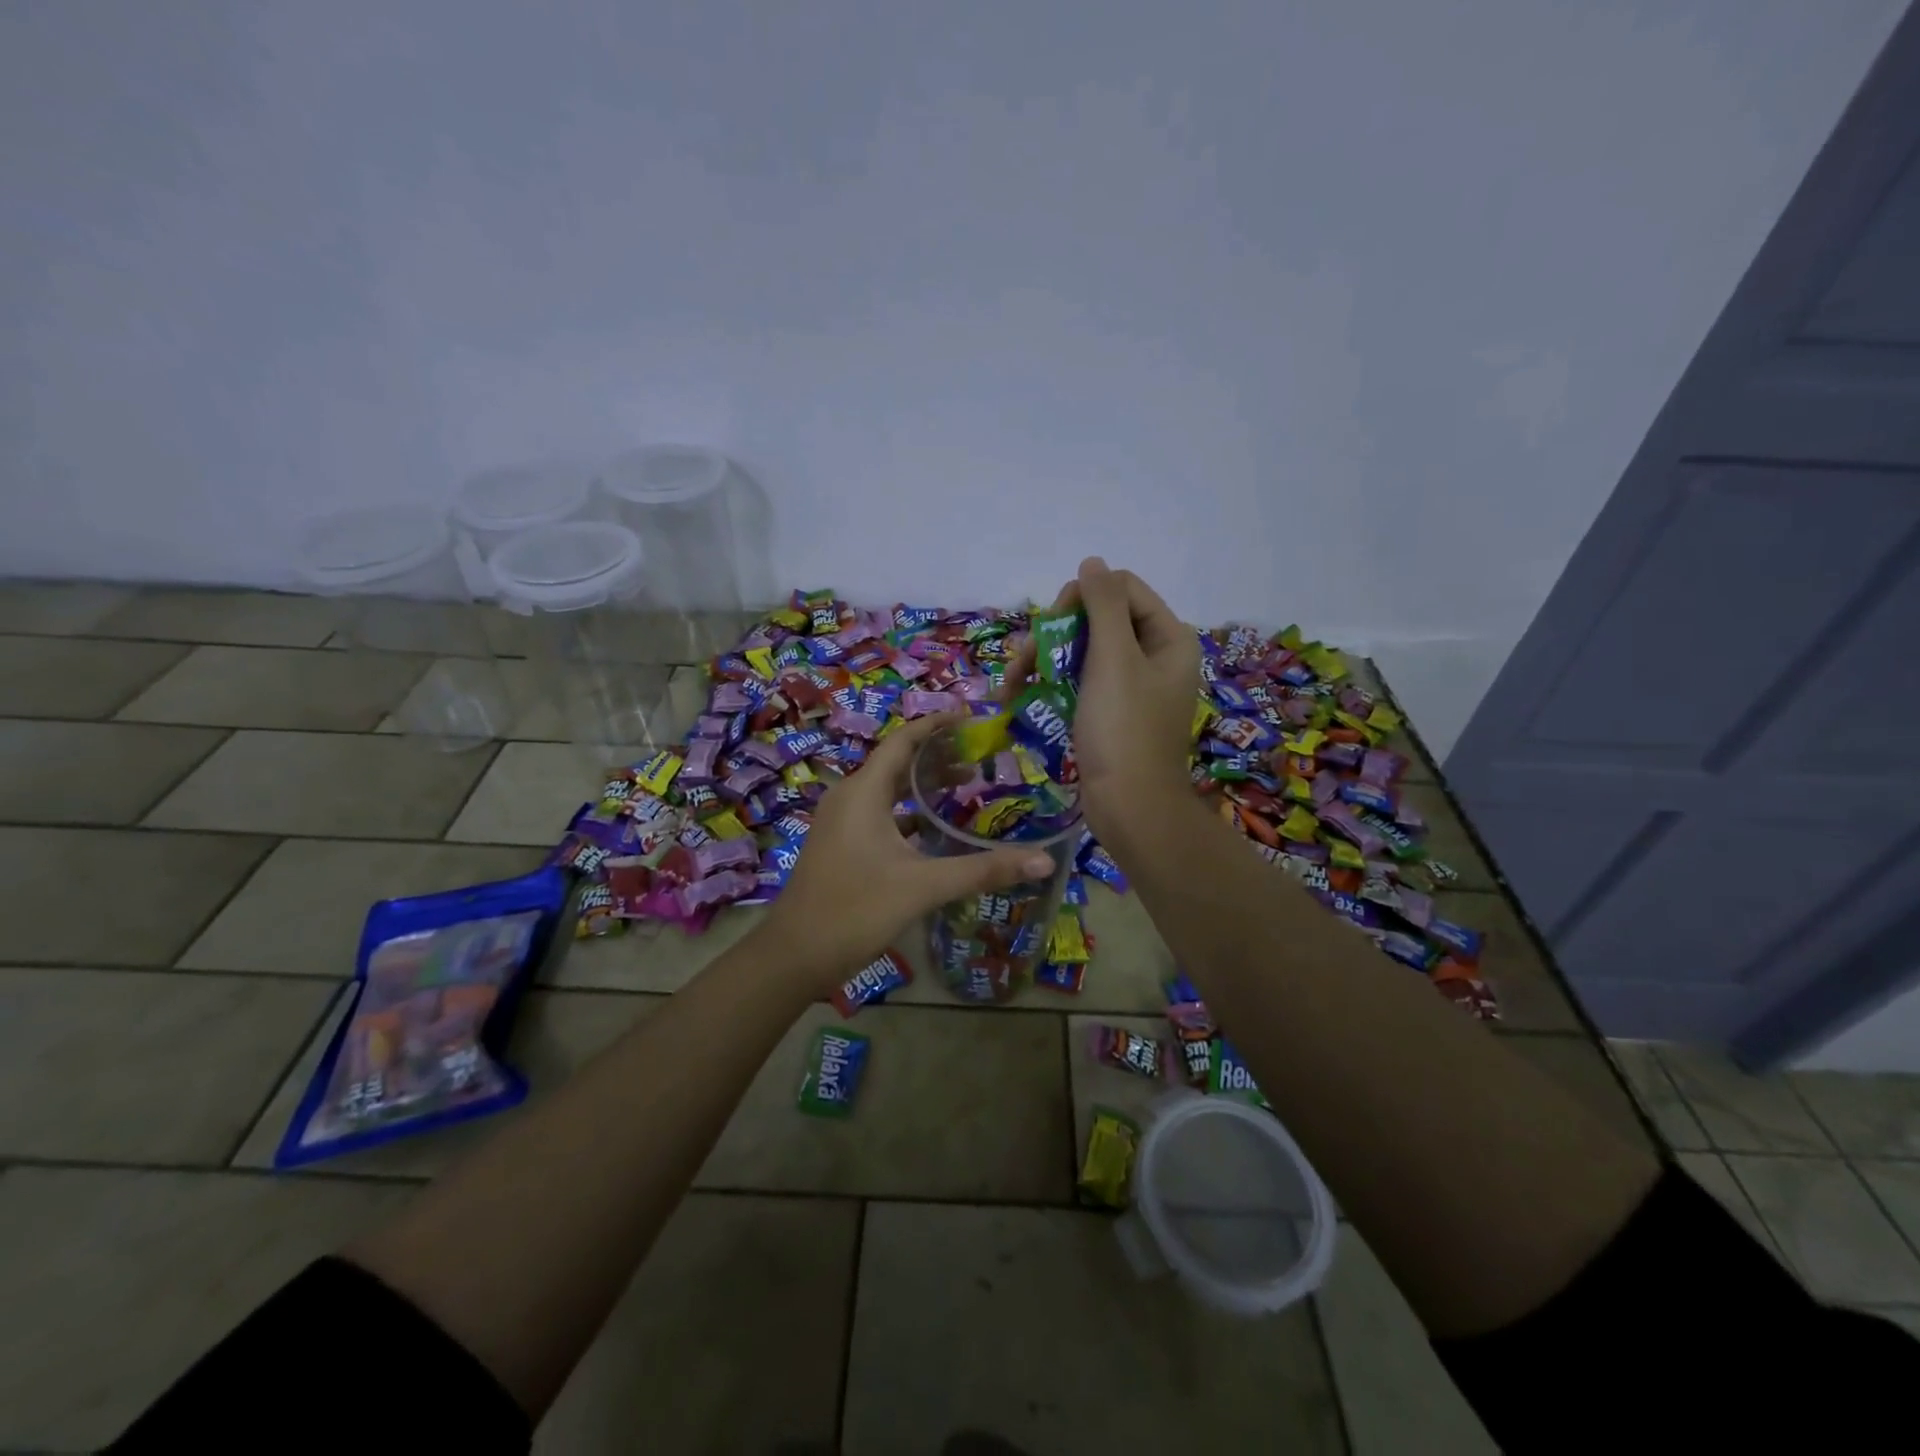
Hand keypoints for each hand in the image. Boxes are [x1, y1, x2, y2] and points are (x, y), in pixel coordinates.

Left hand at [760, 713, 1056, 993]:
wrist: (795, 955)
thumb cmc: (856, 909)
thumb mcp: (924, 886)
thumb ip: (983, 870)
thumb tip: (1044, 859)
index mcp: (863, 792)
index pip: (903, 741)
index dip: (936, 725)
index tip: (971, 717)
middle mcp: (849, 798)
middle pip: (897, 764)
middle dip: (937, 757)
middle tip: (981, 758)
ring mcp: (841, 823)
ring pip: (888, 792)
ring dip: (923, 787)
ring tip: (967, 788)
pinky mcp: (841, 845)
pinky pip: (879, 815)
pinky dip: (909, 814)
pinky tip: (936, 831)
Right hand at [1007, 558, 1197, 842]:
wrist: (1129, 808)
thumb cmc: (1124, 729)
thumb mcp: (1114, 659)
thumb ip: (1103, 605)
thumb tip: (1093, 562)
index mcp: (1168, 638)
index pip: (1122, 589)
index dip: (1083, 597)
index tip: (1053, 623)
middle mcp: (1153, 657)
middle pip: (1097, 620)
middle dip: (1056, 635)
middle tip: (1027, 662)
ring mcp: (1131, 687)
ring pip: (1082, 652)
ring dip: (1044, 662)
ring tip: (1012, 685)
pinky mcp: (1111, 713)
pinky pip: (1079, 683)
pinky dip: (1052, 686)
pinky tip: (1021, 697)